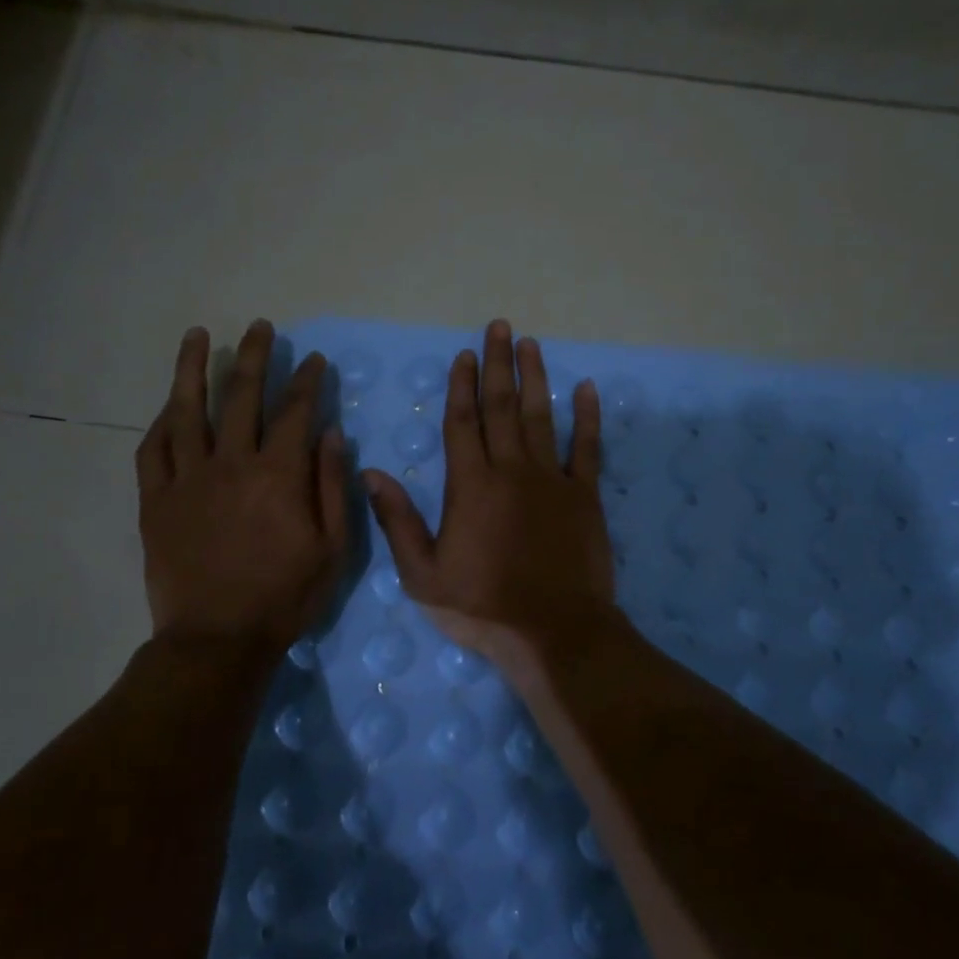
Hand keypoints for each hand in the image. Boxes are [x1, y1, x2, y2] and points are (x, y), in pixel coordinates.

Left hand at [136, 320, 349, 665]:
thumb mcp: (333, 548)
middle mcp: (231, 464)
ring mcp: (187, 480)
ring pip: (187, 411)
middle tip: (259, 326)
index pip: (295, 411)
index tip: (314, 360)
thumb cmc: (285, 597)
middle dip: (254, 356)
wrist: (217, 640)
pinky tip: (169, 406)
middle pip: (241, 396)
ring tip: (198, 335)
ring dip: (193, 369)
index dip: (307, 381)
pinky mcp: (155, 501)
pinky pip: (153, 450)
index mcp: (278, 475)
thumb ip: (332, 486)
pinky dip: (161, 423)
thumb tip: (331, 433)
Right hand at [365, 319, 619, 687]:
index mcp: (470, 485)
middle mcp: (511, 470)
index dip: (462, 385)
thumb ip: (398, 521)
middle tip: (500, 327)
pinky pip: (587, 447)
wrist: (554, 632)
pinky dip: (587, 417)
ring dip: (536, 378)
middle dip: (498, 364)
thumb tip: (371, 473)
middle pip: (502, 406)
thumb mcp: (423, 575)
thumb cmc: (483, 606)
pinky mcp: (584, 496)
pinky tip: (587, 389)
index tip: (464, 354)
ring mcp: (551, 480)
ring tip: (532, 344)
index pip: (462, 422)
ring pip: (540, 416)